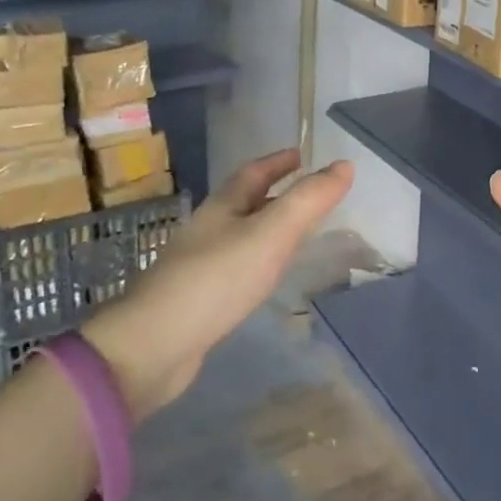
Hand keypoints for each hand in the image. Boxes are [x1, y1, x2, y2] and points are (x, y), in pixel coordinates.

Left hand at [82, 150, 352, 417]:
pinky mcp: (199, 298)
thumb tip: (345, 165)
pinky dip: (258, 261)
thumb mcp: (272, 233)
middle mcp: (208, 229)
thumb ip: (309, 200)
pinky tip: (267, 276)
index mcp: (222, 207)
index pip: (253, 173)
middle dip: (274, 192)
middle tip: (307, 192)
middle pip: (244, 202)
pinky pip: (236, 267)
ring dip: (267, 227)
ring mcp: (199, 265)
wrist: (156, 346)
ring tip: (295, 232)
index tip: (301, 154)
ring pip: (240, 235)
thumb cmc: (217, 279)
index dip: (278, 161)